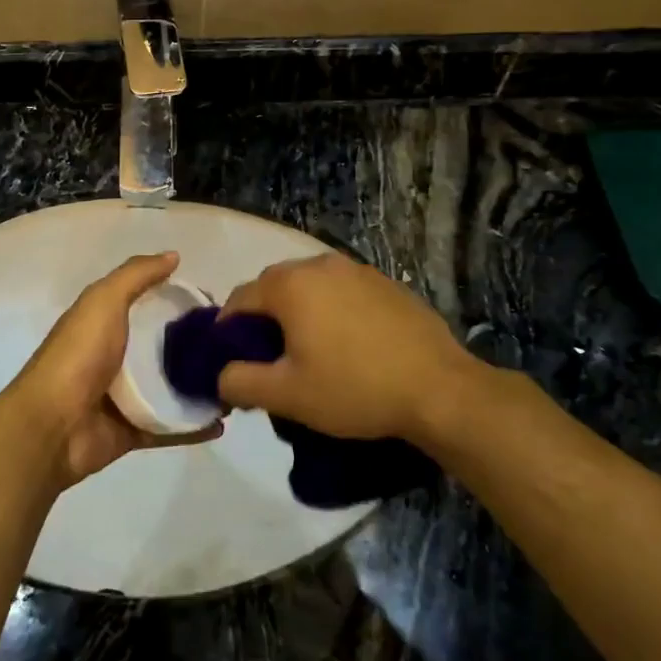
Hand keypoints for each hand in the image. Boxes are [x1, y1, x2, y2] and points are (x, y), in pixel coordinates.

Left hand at [0, 252, 219, 489]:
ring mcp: (125, 398)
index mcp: (106, 324)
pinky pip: (171, 427)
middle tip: (237, 347)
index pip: (150, 307)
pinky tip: (223, 422)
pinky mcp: (133, 432)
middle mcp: (116, 358)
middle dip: (199, 347)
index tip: (218, 305)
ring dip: (202, 387)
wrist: (52, 425)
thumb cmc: (78, 355)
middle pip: (166, 349)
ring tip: (238, 383)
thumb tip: (174, 256)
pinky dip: (195, 426)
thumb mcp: (103, 300)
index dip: (181, 303)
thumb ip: (136, 275)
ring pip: (172, 389)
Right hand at [217, 254, 489, 445]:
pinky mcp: (387, 283)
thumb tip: (221, 375)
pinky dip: (333, 310)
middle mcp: (320, 264)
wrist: (439, 390)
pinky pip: (343, 291)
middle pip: (275, 287)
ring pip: (311, 287)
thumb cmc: (354, 389)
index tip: (232, 360)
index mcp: (291, 285)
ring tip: (311, 351)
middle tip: (271, 358)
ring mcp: (358, 270)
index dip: (227, 330)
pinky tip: (349, 344)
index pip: (240, 299)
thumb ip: (240, 381)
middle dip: (264, 318)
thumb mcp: (287, 395)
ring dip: (300, 312)